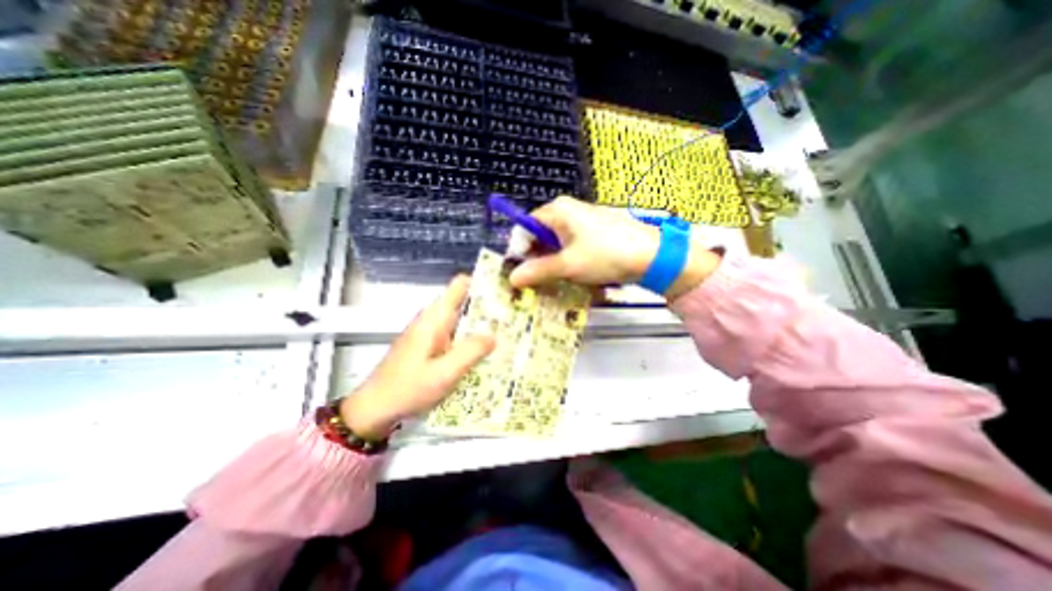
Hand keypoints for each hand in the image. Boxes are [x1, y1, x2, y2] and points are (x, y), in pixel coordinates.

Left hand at [341, 275, 498, 438]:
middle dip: (489, 307)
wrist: (373, 410)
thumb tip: (494, 335)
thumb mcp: (443, 373)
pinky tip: (486, 353)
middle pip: (465, 303)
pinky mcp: (430, 347)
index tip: (506, 291)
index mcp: (434, 319)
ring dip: (482, 325)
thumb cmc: (406, 389)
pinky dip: (471, 340)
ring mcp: (431, 334)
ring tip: (509, 333)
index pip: (459, 286)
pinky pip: (456, 336)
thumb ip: (470, 352)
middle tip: (515, 317)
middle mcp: (433, 321)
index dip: (483, 283)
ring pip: (462, 321)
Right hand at [509, 197, 725, 299]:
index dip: (520, 250)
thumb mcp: (568, 265)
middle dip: (537, 260)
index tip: (521, 273)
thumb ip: (538, 271)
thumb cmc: (605, 254)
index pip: (525, 227)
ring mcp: (582, 222)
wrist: (651, 255)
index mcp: (557, 211)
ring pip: (556, 244)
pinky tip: (573, 276)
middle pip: (540, 236)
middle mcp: (567, 212)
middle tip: (538, 282)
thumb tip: (512, 278)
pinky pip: (571, 247)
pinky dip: (567, 262)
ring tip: (556, 282)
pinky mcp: (593, 233)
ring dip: (552, 264)